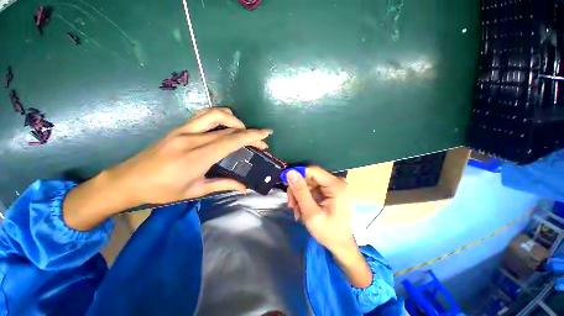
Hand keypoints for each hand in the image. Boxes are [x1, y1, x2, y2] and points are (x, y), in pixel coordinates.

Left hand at [63, 107, 271, 229]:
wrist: (128, 180)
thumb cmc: (162, 190)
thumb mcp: (195, 191)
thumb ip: (223, 185)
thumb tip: (244, 187)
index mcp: (197, 157)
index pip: (231, 140)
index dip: (252, 136)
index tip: (266, 135)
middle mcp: (191, 139)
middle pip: (228, 127)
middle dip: (249, 131)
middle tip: (259, 139)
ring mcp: (184, 130)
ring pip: (215, 114)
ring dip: (234, 119)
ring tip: (242, 130)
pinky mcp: (179, 127)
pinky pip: (204, 116)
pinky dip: (221, 117)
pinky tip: (225, 126)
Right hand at [286, 167, 371, 287]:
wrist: (341, 246)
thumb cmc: (329, 232)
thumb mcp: (311, 213)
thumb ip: (300, 192)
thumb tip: (290, 172)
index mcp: (335, 186)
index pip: (313, 171)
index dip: (298, 174)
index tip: (286, 184)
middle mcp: (335, 183)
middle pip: (309, 177)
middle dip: (297, 189)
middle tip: (291, 204)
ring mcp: (332, 188)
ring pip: (308, 184)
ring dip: (299, 196)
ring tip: (296, 210)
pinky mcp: (328, 193)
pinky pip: (312, 190)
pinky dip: (304, 198)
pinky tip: (301, 209)